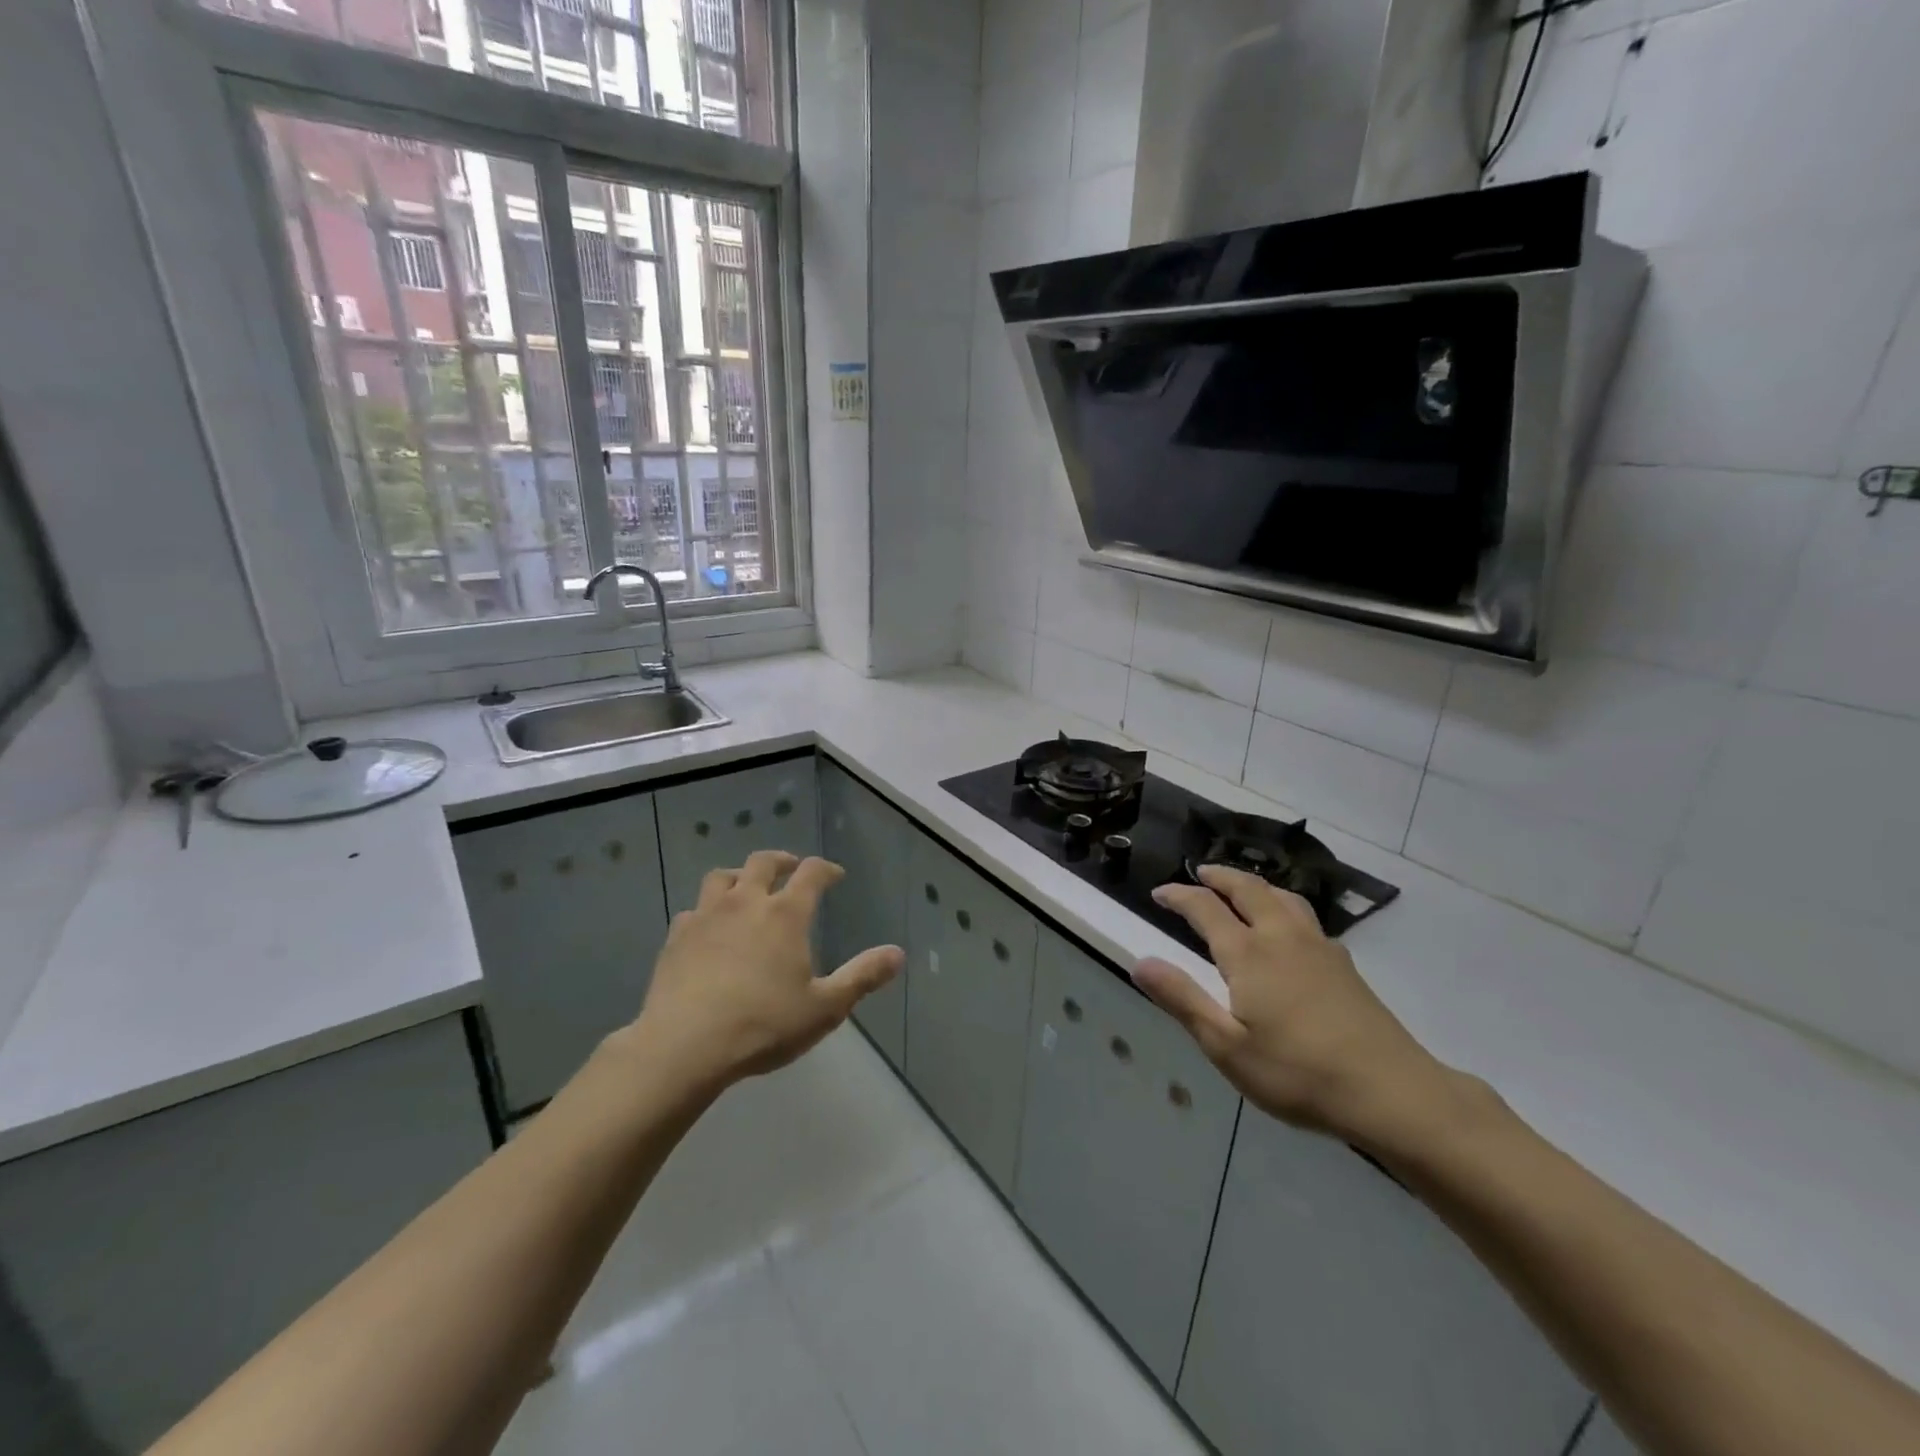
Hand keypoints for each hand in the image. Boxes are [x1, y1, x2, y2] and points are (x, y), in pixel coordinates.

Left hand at [623, 851, 901, 1092]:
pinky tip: (708, 929)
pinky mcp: (676, 938)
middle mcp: (746, 903)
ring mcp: (706, 917)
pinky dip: (705, 912)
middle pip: (762, 862)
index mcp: (785, 914)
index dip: (825, 869)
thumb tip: (898, 954)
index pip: (811, 873)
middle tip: (790, 868)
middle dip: (781, 861)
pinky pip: (692, 911)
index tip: (834, 875)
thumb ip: (862, 977)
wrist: (685, 1046)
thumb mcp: (825, 1007)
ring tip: (745, 888)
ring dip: (738, 876)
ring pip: (721, 877)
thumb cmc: (764, 1025)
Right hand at [1133, 866, 1463, 1145]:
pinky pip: (1306, 915)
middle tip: (1200, 873)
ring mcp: (1319, 948)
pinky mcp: (1344, 965)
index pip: (1205, 908)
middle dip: (1220, 877)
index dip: (1179, 896)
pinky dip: (1283, 904)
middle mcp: (1283, 937)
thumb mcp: (1227, 1046)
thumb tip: (1140, 961)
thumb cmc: (1298, 1073)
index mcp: (1249, 954)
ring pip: (1283, 897)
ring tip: (1242, 888)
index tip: (1159, 892)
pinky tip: (1288, 929)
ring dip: (1255, 885)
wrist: (1392, 1093)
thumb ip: (1182, 999)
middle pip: (1248, 889)